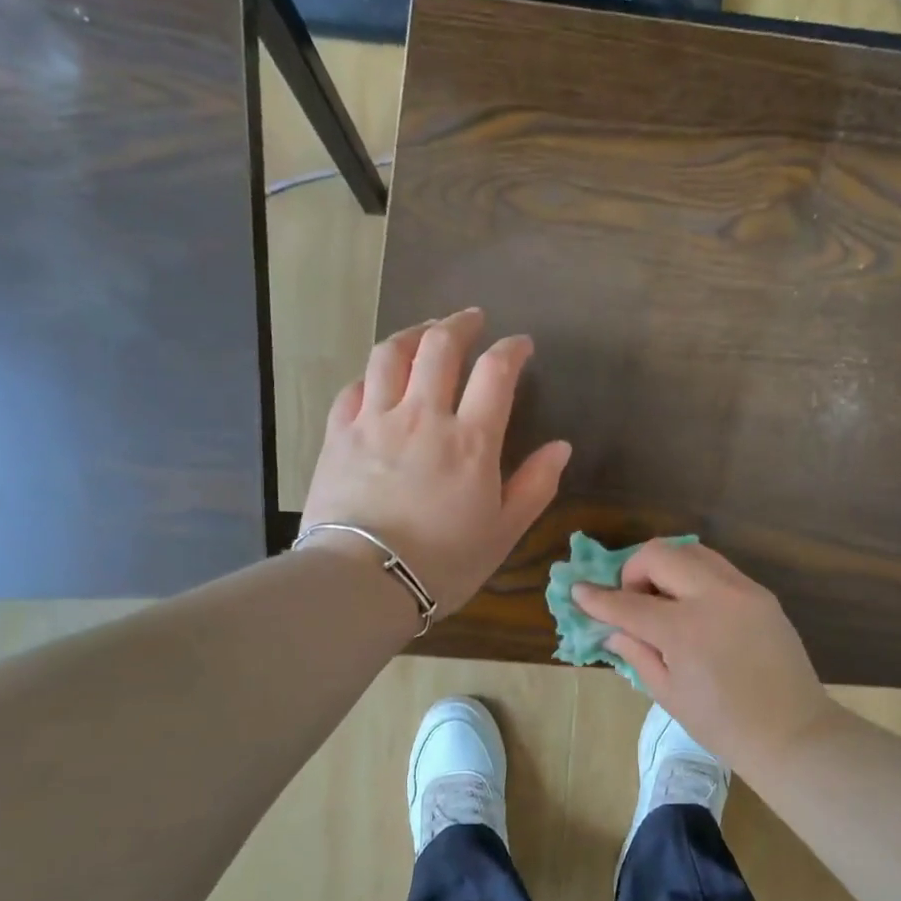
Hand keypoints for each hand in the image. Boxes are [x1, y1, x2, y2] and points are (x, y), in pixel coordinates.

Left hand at [301, 309, 570, 614]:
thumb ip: (536, 485)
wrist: (363, 580)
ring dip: (413, 334)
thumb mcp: (504, 531)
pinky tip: (379, 377)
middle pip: (439, 347)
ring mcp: (375, 421)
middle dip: (460, 324)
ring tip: (426, 332)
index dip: (512, 350)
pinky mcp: (339, 435)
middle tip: (472, 319)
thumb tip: (561, 447)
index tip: (521, 346)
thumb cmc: (443, 562)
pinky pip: (354, 387)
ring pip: (391, 354)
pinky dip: (372, 373)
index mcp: (470, 440)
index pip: (495, 373)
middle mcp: (422, 416)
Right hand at [573, 541, 843, 775]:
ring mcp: (742, 590)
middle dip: (634, 570)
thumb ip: (637, 653)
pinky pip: (718, 568)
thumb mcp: (668, 693)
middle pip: (660, 554)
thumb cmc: (722, 725)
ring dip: (666, 566)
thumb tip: (613, 630)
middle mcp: (714, 597)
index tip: (579, 591)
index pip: (628, 603)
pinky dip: (694, 576)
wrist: (791, 732)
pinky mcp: (761, 593)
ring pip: (691, 550)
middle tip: (632, 600)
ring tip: (663, 600)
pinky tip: (693, 606)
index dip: (598, 598)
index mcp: (685, 630)